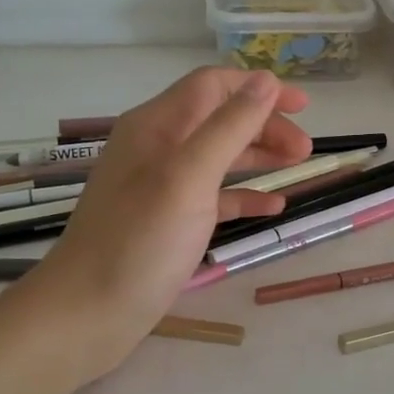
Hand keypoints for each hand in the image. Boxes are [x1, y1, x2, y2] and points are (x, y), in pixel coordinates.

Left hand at [8, 67, 310, 379]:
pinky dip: (243, 195)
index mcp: (156, 125)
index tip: (304, 107)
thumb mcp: (189, 176)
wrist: (89, 313)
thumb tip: (266, 80)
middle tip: (305, 151)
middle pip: (219, 118)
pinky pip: (213, 196)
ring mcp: (161, 185)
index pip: (213, 86)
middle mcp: (157, 147)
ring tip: (299, 168)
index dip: (259, 89)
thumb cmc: (140, 240)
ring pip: (219, 155)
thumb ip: (229, 126)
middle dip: (265, 126)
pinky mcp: (168, 220)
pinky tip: (273, 208)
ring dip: (259, 156)